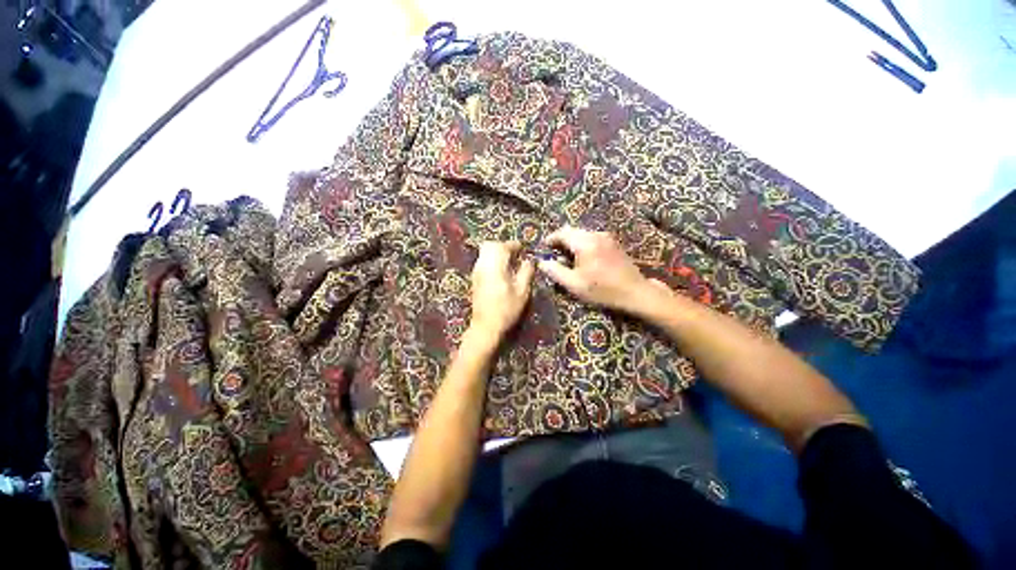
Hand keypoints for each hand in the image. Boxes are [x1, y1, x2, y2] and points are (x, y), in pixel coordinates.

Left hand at [469, 241, 535, 339]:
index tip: (523, 248)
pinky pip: (482, 261)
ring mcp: (477, 272)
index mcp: (495, 266)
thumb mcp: (522, 292)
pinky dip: (492, 260)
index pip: (503, 247)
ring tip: (510, 262)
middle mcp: (483, 265)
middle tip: (515, 253)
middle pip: (490, 245)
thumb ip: (526, 272)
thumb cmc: (506, 309)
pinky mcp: (475, 279)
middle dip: (503, 246)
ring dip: (497, 252)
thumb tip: (529, 261)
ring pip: (484, 252)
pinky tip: (501, 271)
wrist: (485, 326)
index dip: (514, 245)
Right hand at [537, 226, 666, 315]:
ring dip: (572, 242)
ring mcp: (607, 237)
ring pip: (583, 234)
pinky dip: (583, 244)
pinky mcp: (614, 243)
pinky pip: (592, 238)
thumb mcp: (574, 284)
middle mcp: (596, 235)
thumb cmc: (602, 289)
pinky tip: (583, 257)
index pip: (562, 233)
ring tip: (567, 256)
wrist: (634, 292)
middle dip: (561, 240)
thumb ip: (555, 271)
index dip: (551, 238)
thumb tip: (542, 262)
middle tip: (554, 252)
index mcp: (585, 242)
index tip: (544, 246)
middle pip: (573, 231)